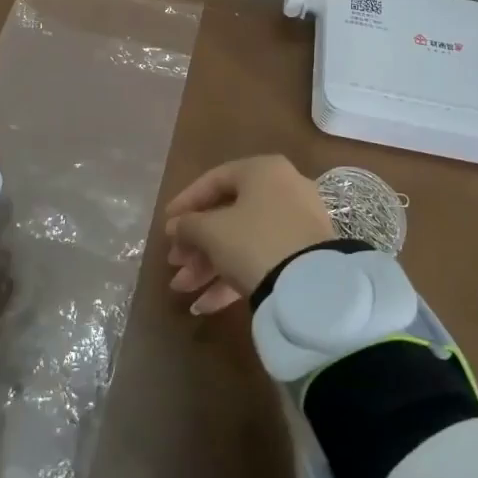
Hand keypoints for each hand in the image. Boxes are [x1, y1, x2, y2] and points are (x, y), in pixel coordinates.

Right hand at [163, 155, 333, 314]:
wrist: (311, 287)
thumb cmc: (254, 241)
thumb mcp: (212, 231)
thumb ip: (188, 225)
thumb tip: (176, 226)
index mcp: (262, 171)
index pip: (215, 180)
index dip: (186, 203)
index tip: (166, 225)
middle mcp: (283, 189)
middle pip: (228, 215)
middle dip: (196, 244)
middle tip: (175, 263)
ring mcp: (297, 224)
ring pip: (243, 241)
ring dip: (209, 265)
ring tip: (182, 290)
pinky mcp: (304, 256)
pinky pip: (262, 259)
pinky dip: (233, 277)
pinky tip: (205, 305)